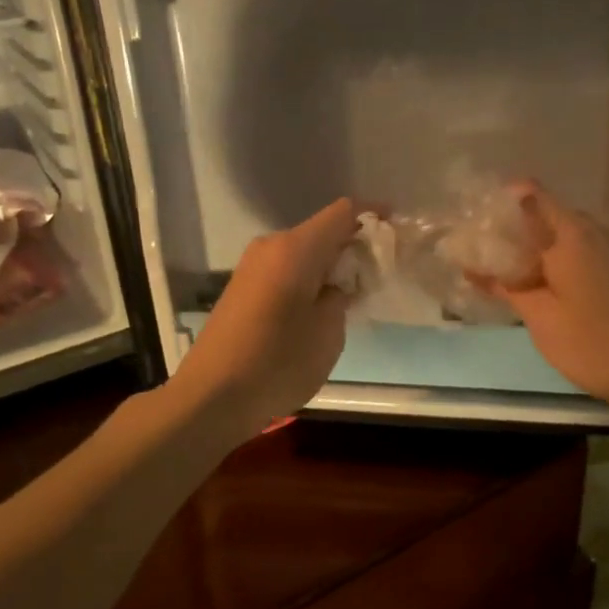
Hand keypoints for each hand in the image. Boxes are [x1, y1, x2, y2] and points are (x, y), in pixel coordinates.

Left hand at [169, 198, 357, 444]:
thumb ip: (340, 298)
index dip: (373, 213)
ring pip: (303, 252)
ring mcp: (252, 266)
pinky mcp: (243, 287)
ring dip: (330, 264)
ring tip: (354, 291)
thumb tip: (335, 287)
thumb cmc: (277, 363)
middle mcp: (271, 246)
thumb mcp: (328, 333)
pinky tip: (320, 305)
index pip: (342, 212)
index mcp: (295, 249)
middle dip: (353, 244)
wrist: (211, 396)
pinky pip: (286, 269)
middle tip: (380, 269)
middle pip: (322, 231)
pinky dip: (309, 277)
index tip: (397, 226)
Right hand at [490, 182, 608, 417]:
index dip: (501, 205)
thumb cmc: (607, 346)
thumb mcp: (546, 324)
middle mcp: (601, 228)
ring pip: (579, 236)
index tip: (480, 231)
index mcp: (570, 234)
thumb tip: (475, 264)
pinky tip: (577, 295)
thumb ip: (510, 289)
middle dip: (523, 234)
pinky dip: (580, 264)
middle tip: (497, 267)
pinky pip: (601, 252)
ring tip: (534, 284)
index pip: (529, 195)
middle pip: (553, 216)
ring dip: (553, 252)